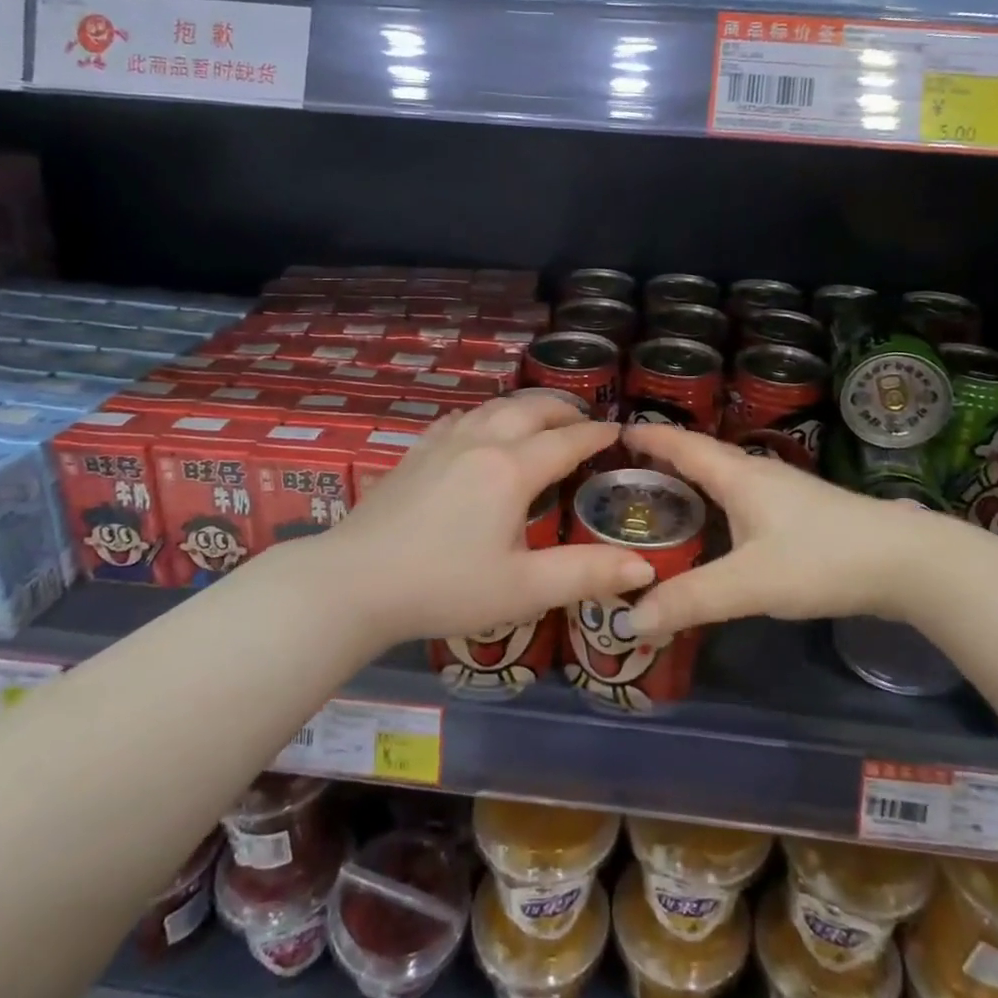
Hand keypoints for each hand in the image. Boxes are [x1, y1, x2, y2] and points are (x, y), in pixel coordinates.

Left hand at [327, 395, 652, 643]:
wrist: (354, 582)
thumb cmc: (445, 588)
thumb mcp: (522, 590)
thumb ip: (585, 574)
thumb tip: (643, 567)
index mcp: (512, 470)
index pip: (566, 440)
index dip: (596, 434)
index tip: (618, 431)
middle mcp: (481, 442)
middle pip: (531, 409)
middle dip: (564, 409)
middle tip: (584, 420)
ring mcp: (443, 443)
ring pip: (494, 407)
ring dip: (526, 407)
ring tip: (541, 419)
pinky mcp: (415, 452)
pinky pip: (460, 418)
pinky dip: (486, 415)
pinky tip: (480, 429)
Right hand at [623, 424, 949, 638]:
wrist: (907, 561)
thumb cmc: (821, 558)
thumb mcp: (749, 583)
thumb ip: (690, 600)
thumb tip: (630, 618)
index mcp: (737, 476)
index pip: (682, 445)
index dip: (648, 436)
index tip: (613, 432)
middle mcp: (757, 474)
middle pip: (701, 457)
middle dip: (663, 459)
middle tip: (624, 473)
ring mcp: (783, 492)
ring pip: (724, 477)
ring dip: (691, 481)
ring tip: (660, 500)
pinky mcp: (801, 513)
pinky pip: (742, 497)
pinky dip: (715, 503)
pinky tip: (716, 528)